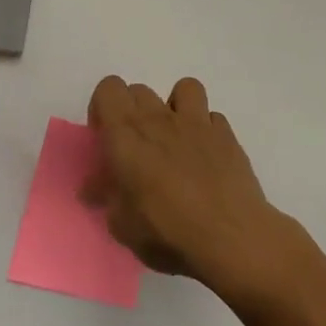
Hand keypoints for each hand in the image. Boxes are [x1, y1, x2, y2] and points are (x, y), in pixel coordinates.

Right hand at [81, 75, 293, 297]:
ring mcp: (197, 122)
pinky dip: (206, 129)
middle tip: (136, 148)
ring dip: (175, 107)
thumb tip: (94, 187)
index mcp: (126, 135)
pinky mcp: (226, 134)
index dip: (103, 108)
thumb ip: (107, 198)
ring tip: (175, 138)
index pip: (108, 89)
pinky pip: (212, 117)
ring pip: (183, 88)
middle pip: (139, 90)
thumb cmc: (168, 232)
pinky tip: (206, 155)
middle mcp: (159, 119)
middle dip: (132, 111)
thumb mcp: (123, 226)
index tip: (106, 139)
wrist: (230, 238)